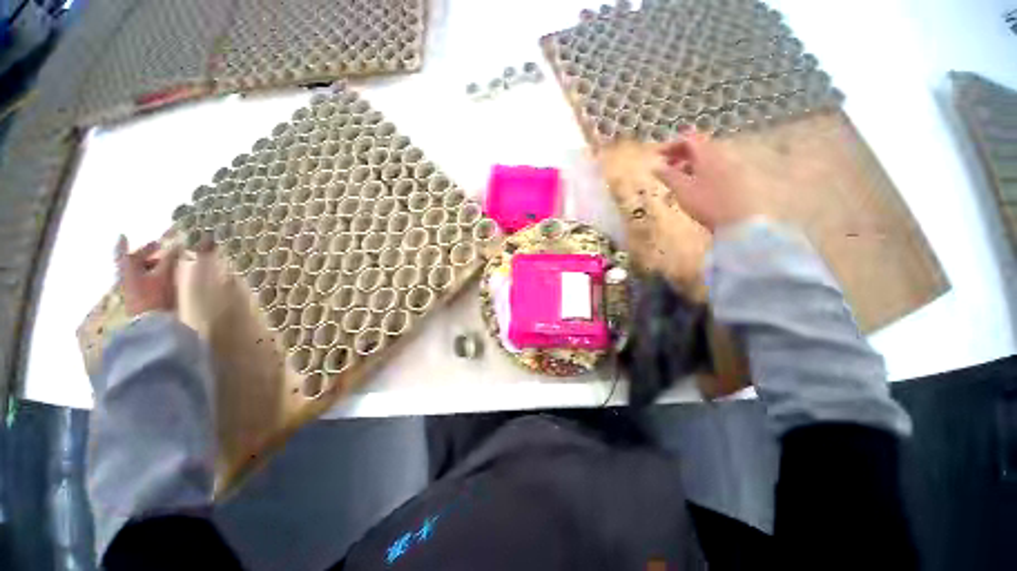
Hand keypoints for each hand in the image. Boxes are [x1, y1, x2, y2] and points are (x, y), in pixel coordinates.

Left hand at [115, 236, 180, 316]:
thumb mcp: (164, 275)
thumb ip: (169, 259)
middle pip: (134, 263)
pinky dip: (152, 276)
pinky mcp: (139, 298)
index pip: (125, 253)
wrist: (149, 323)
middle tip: (159, 251)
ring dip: (150, 267)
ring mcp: (132, 289)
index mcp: (129, 269)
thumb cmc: (154, 295)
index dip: (124, 245)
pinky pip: (144, 282)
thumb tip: (177, 245)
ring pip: (140, 273)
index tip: (123, 235)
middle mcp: (127, 277)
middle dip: (146, 257)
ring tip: (164, 266)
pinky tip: (161, 279)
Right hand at [651, 130, 759, 230]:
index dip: (671, 145)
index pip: (689, 139)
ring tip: (675, 179)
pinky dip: (698, 171)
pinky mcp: (733, 178)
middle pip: (698, 147)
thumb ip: (668, 176)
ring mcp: (729, 167)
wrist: (736, 221)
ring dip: (687, 164)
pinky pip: (712, 168)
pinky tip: (691, 186)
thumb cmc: (706, 203)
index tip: (657, 156)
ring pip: (705, 158)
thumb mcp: (682, 190)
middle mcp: (720, 156)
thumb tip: (655, 166)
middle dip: (679, 154)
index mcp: (707, 155)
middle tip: (664, 167)